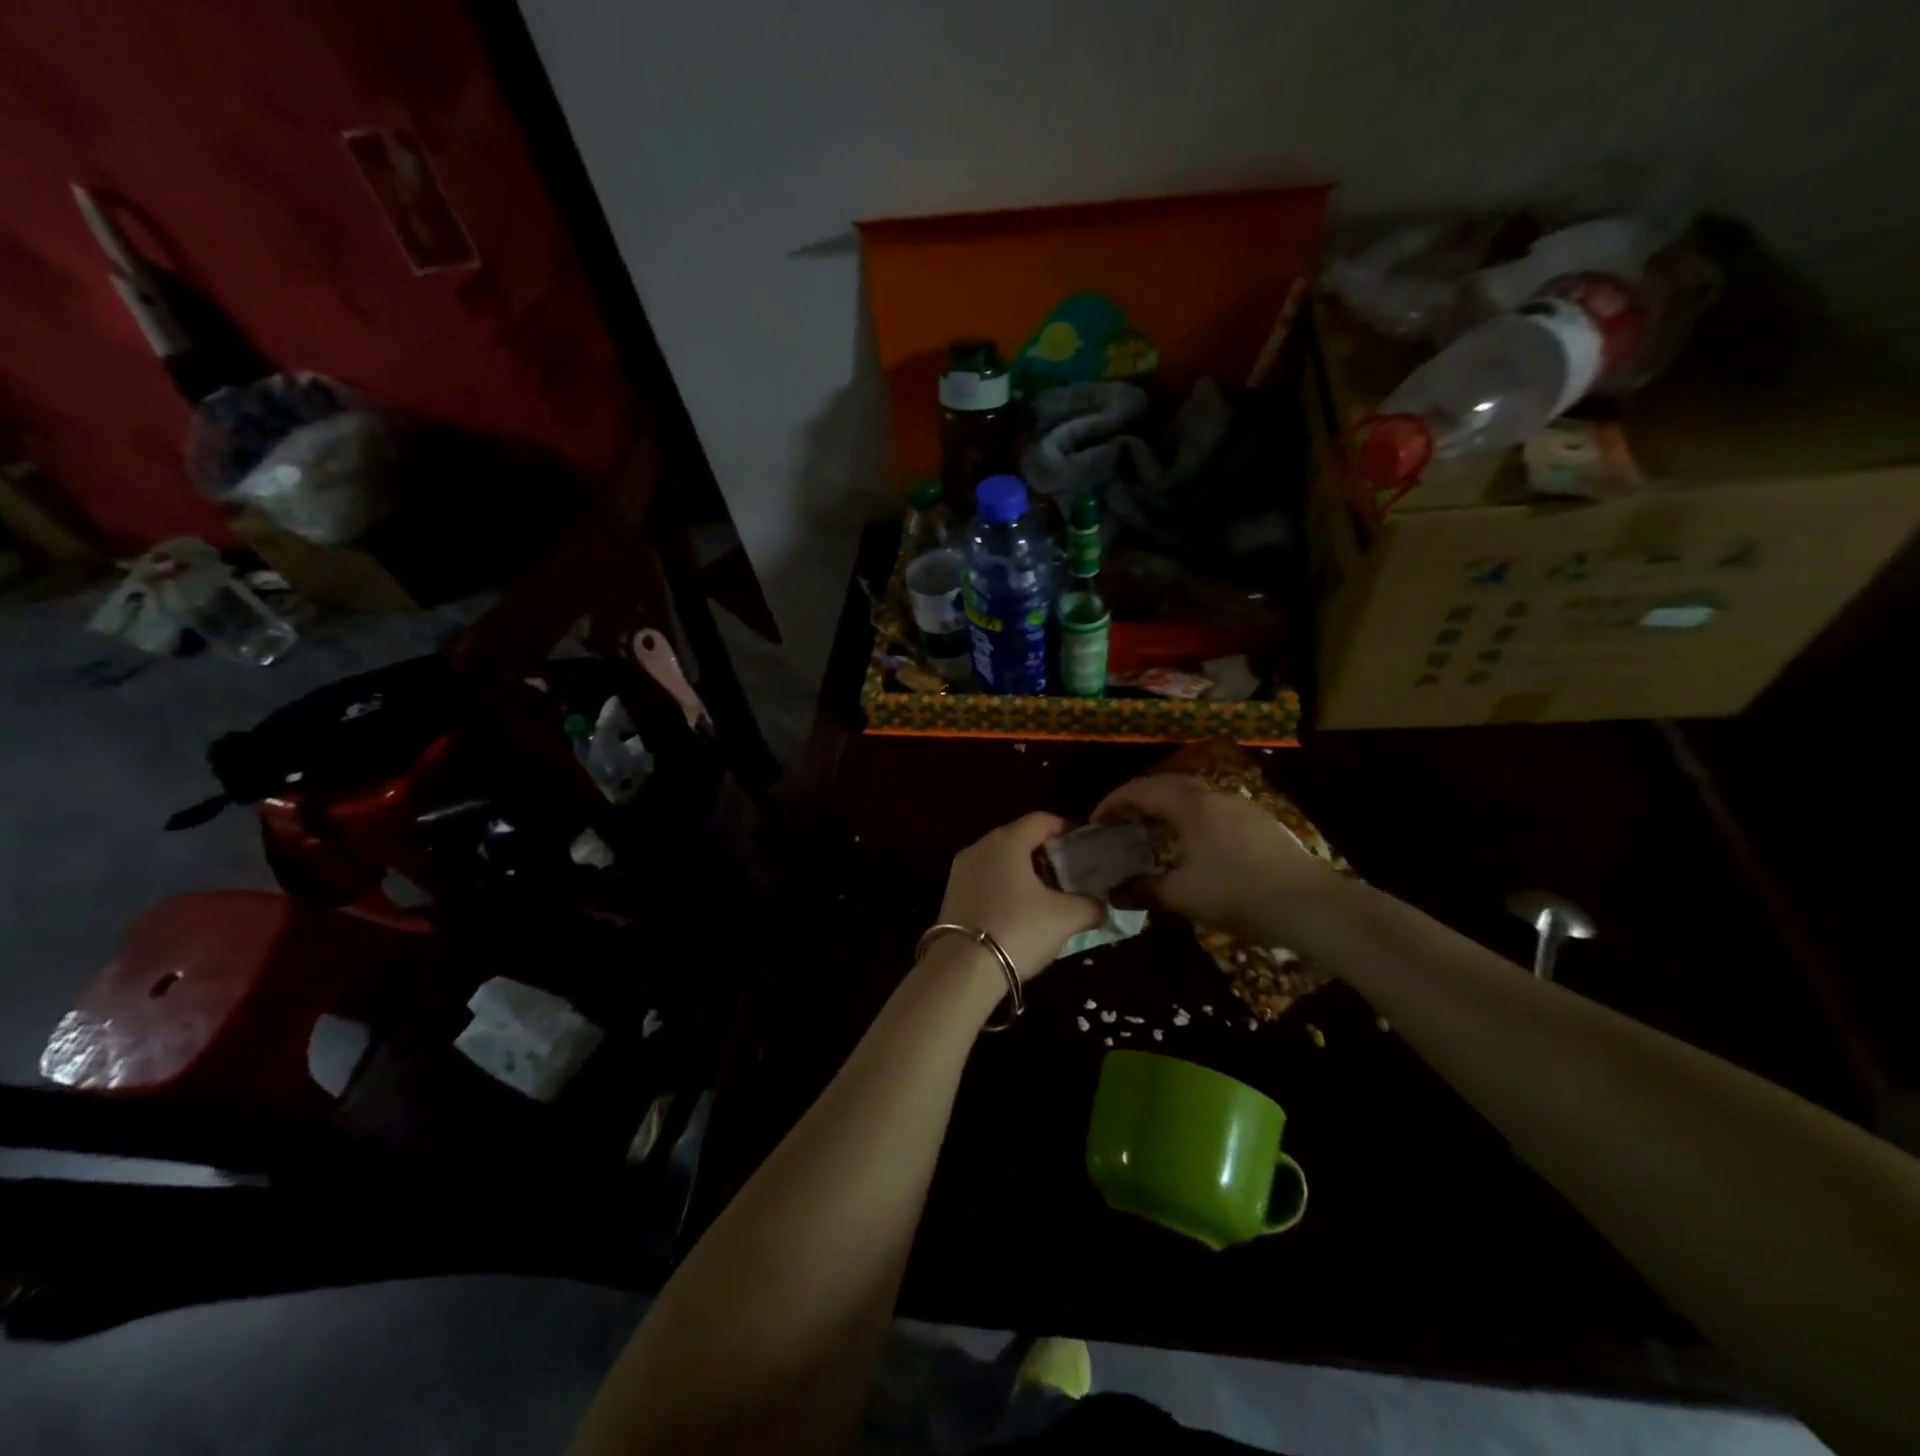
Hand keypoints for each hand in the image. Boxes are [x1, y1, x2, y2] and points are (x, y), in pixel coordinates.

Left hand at [936, 813, 1103, 981]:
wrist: (962, 970)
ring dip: (1025, 872)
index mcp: (1007, 841)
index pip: (1042, 820)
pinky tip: (1019, 912)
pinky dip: (1005, 886)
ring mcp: (961, 871)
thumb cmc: (1018, 930)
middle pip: (1019, 838)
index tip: (1086, 848)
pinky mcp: (951, 895)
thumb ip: (1091, 906)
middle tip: (1070, 873)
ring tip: (1047, 896)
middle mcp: (980, 847)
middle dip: (1047, 852)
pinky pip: (986, 879)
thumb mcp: (1066, 918)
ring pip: (1000, 860)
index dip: (1067, 829)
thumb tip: (1101, 906)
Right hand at [1093, 774, 1345, 942]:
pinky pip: (1213, 810)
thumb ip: (1145, 890)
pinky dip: (1190, 818)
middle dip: (1138, 800)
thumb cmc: (1239, 894)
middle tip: (1120, 823)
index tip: (1096, 823)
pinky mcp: (1261, 824)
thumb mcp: (1184, 896)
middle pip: (1167, 785)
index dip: (1113, 803)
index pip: (1141, 790)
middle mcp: (1215, 797)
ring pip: (1193, 796)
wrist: (1312, 906)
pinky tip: (1191, 845)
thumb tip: (1115, 892)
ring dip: (1166, 807)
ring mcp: (1243, 808)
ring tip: (1151, 833)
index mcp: (1192, 806)